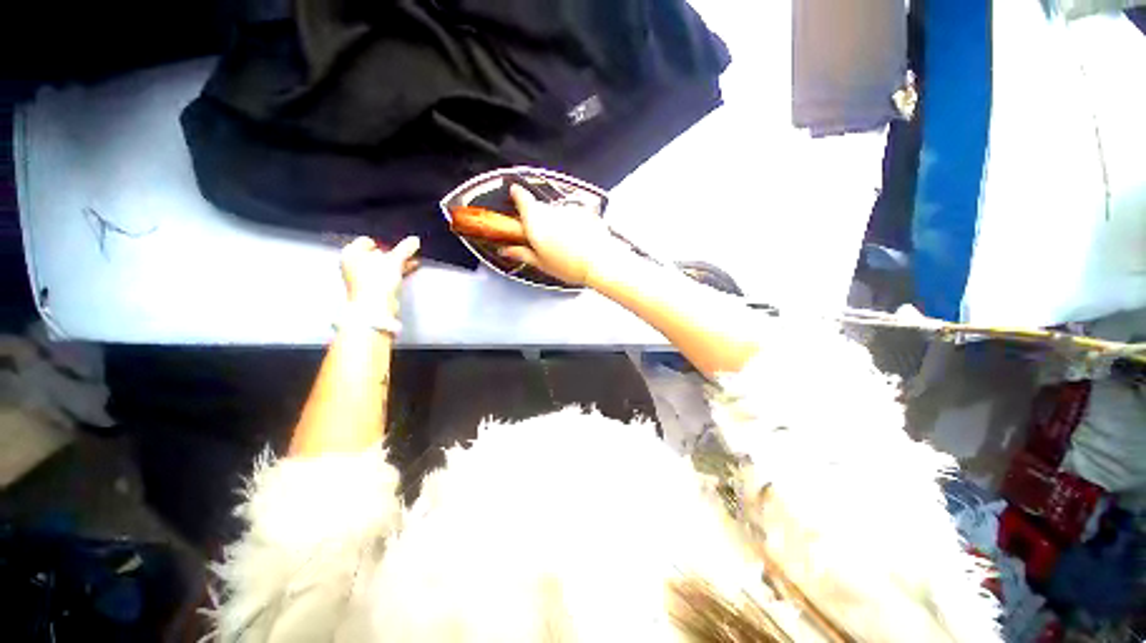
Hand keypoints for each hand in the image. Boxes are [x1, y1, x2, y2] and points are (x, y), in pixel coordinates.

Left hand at [340, 236, 420, 315]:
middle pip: (375, 253)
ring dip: (396, 263)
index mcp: (351, 253)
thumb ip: (405, 249)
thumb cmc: (377, 281)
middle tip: (406, 253)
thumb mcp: (395, 260)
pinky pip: (384, 275)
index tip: (397, 246)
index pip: (368, 241)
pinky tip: (409, 270)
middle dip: (392, 254)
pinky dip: (395, 272)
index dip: (384, 243)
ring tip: (411, 261)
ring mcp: (361, 278)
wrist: (374, 308)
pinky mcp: (371, 288)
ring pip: (381, 265)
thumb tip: (414, 240)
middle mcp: (352, 264)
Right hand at [500, 185, 621, 285]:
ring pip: (558, 212)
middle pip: (540, 208)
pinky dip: (574, 223)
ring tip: (566, 244)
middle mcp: (551, 210)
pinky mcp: (586, 210)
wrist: (600, 262)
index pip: (521, 196)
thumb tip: (507, 251)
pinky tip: (579, 239)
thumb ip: (523, 253)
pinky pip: (574, 214)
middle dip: (540, 220)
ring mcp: (569, 209)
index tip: (515, 194)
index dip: (517, 195)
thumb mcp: (542, 263)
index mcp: (535, 221)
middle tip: (545, 240)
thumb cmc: (570, 266)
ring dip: (558, 223)